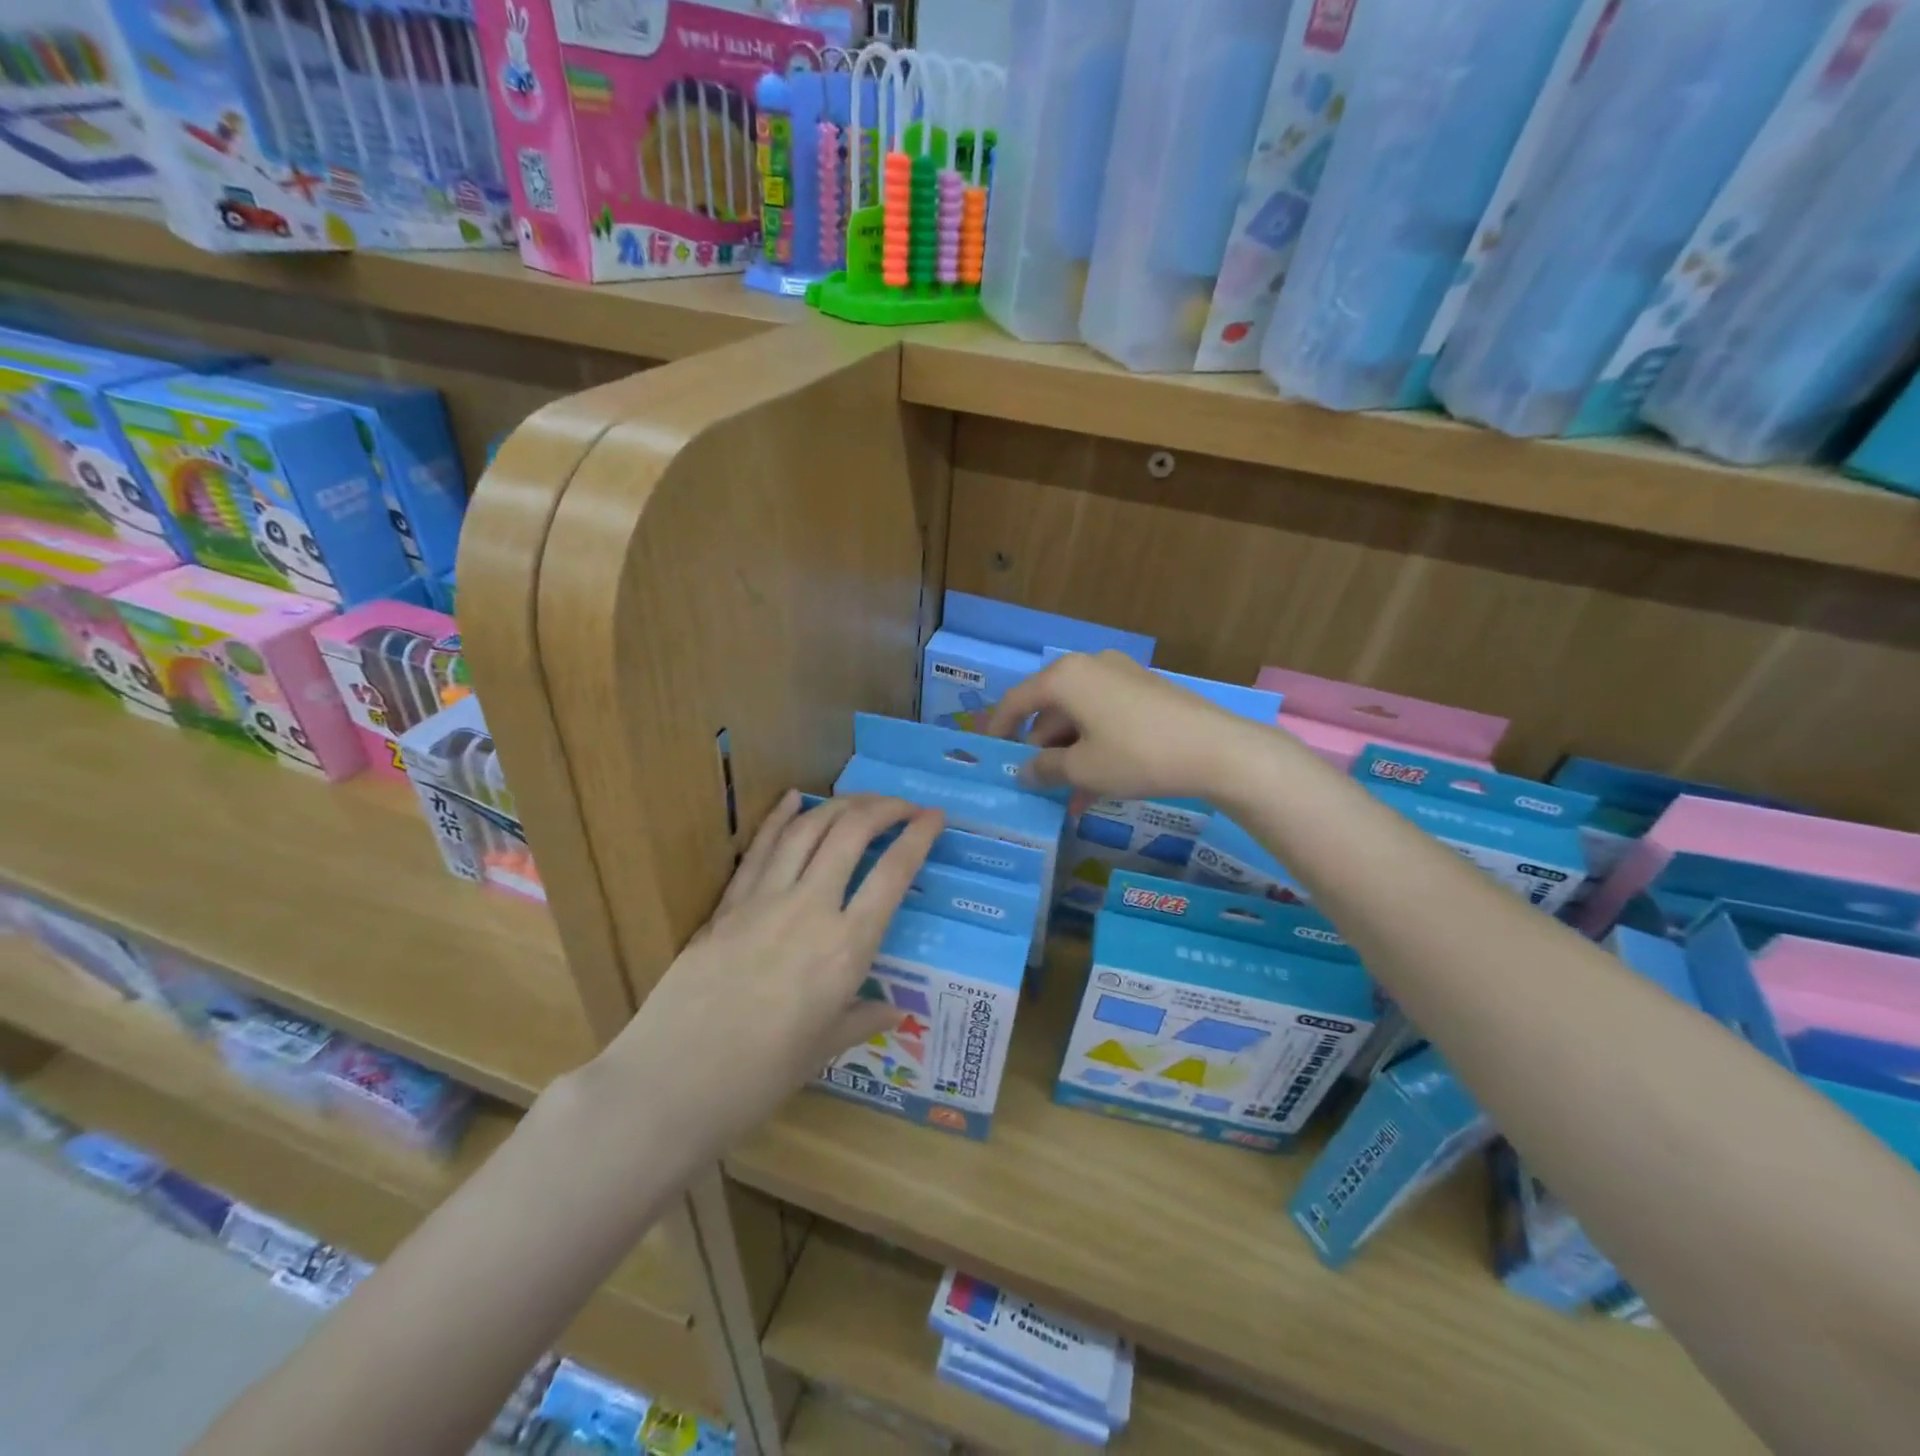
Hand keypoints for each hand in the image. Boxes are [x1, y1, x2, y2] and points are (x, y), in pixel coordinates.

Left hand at [598, 792, 941, 1156]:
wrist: (673, 1081)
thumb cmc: (760, 1077)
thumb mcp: (823, 1049)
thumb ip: (862, 1019)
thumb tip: (893, 1010)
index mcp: (847, 948)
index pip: (893, 875)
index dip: (919, 838)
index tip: (935, 817)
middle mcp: (811, 909)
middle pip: (852, 834)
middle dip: (884, 808)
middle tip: (903, 805)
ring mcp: (765, 900)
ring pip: (808, 830)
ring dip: (840, 805)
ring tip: (862, 800)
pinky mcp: (728, 903)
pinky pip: (760, 849)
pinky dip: (780, 817)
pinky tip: (794, 798)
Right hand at [987, 651, 1258, 802]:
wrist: (1216, 749)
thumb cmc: (1136, 755)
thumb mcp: (1083, 769)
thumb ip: (1045, 769)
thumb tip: (1024, 771)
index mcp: (1066, 677)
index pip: (1017, 700)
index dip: (999, 728)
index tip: (990, 753)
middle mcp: (1090, 667)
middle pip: (1051, 709)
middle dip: (1042, 749)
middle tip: (1036, 784)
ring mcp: (1122, 677)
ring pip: (1080, 717)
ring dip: (1070, 756)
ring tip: (1069, 797)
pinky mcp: (1146, 692)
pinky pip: (1106, 718)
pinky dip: (1095, 747)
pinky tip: (1098, 786)